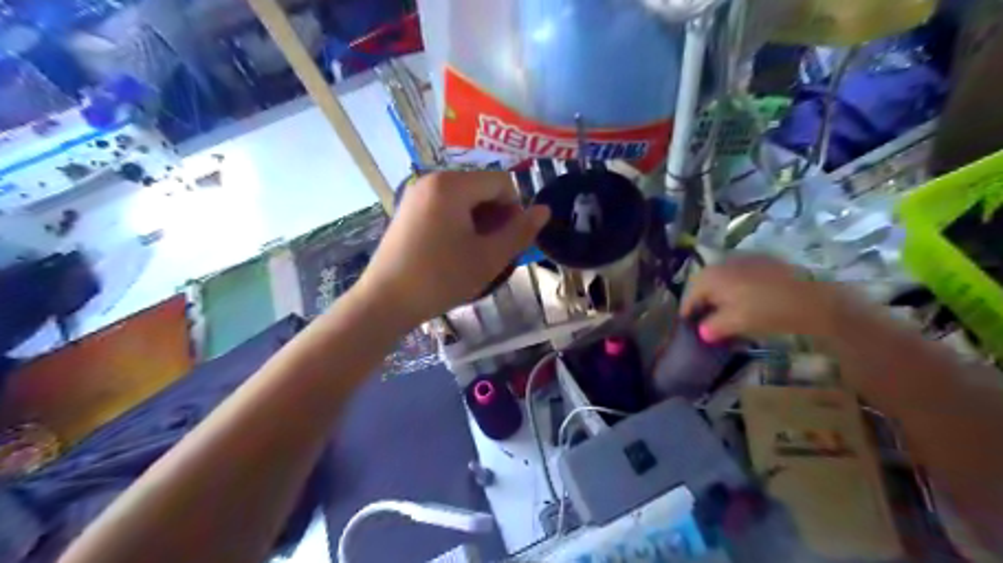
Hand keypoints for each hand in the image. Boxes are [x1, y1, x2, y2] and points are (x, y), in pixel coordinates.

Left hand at [360, 171, 547, 324]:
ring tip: (475, 253)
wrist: (385, 301)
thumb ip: (520, 232)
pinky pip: (445, 206)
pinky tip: (455, 250)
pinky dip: (459, 222)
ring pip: (464, 198)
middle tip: (494, 250)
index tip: (510, 241)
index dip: (515, 209)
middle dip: (496, 216)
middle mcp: (432, 179)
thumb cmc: (441, 278)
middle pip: (481, 188)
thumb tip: (544, 211)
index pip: (501, 182)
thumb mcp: (488, 257)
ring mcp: (416, 194)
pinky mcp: (407, 209)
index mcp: (452, 185)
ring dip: (479, 221)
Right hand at [681, 253, 852, 340]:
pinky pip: (739, 276)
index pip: (689, 296)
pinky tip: (745, 301)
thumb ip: (712, 327)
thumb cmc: (765, 311)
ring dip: (719, 295)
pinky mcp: (761, 261)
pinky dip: (736, 288)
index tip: (688, 328)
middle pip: (704, 285)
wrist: (812, 298)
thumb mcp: (734, 324)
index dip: (687, 313)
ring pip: (722, 279)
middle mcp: (721, 263)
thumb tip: (702, 331)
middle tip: (705, 321)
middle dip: (703, 303)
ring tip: (725, 312)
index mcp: (710, 277)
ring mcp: (742, 259)